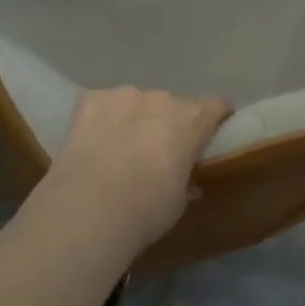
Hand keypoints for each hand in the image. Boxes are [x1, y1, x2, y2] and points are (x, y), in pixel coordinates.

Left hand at [46, 86, 232, 251]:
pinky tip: (92, 142)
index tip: (212, 131)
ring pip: (136, 103)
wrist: (88, 209)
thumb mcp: (177, 203)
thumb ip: (186, 183)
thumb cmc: (145, 210)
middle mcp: (162, 99)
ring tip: (118, 149)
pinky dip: (102, 119)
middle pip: (173, 105)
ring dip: (134, 119)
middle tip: (156, 152)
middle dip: (168, 124)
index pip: (217, 105)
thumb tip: (189, 184)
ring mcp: (125, 95)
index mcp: (191, 120)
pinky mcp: (92, 99)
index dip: (216, 116)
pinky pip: (104, 104)